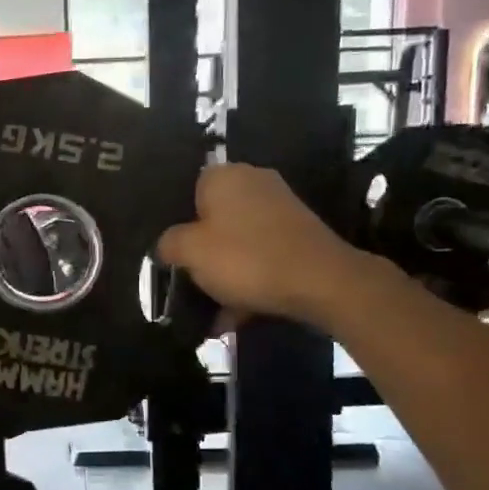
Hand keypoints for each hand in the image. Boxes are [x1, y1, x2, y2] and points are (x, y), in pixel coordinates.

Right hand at [157, 163, 383, 329]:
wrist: (321, 282)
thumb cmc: (245, 258)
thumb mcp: (189, 252)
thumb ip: (168, 244)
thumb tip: (166, 245)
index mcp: (223, 175)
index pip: (187, 190)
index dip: (177, 223)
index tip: (173, 254)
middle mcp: (253, 181)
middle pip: (213, 218)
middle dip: (203, 252)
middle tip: (191, 281)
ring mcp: (281, 206)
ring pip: (238, 241)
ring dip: (226, 272)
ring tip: (215, 310)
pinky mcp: (300, 233)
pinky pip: (262, 255)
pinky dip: (250, 279)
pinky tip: (240, 314)